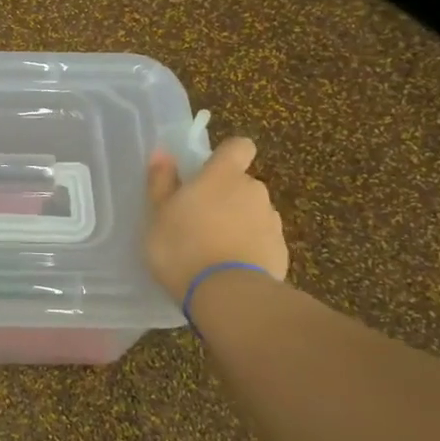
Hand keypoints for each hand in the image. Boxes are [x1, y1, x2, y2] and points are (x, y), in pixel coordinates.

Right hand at [144, 136, 289, 299]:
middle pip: (242, 184)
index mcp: (223, 176)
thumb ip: (162, 182)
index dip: (227, 155)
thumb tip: (162, 153)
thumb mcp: (158, 215)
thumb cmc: (182, 247)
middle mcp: (253, 190)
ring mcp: (271, 222)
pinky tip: (230, 271)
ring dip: (238, 224)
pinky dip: (249, 250)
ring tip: (213, 251)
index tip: (210, 172)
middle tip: (199, 222)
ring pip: (253, 214)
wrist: (226, 294)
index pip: (239, 147)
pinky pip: (262, 242)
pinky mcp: (281, 251)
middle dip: (226, 197)